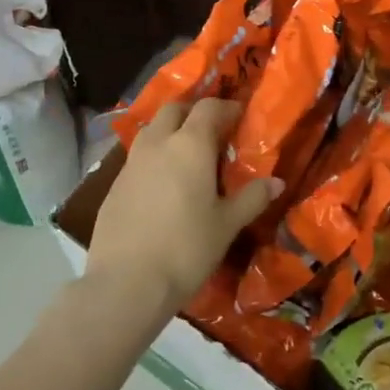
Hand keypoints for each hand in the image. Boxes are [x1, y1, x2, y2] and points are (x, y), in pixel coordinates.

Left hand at [88, 99, 281, 312]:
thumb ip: (252, 198)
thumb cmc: (186, 248)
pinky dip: (154, 159)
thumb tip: (276, 182)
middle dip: (193, 112)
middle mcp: (157, 143)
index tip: (239, 116)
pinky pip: (137, 158)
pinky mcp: (113, 186)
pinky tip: (163, 186)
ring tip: (186, 156)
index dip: (226, 107)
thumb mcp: (227, 224)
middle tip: (211, 131)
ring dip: (169, 132)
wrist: (126, 282)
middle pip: (173, 110)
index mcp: (189, 145)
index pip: (208, 108)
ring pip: (151, 131)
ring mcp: (131, 163)